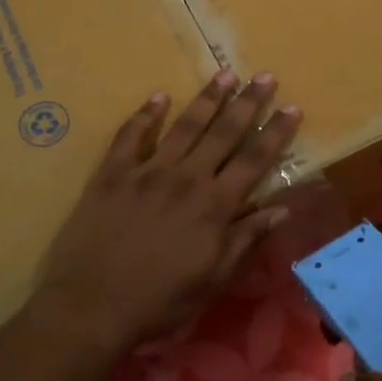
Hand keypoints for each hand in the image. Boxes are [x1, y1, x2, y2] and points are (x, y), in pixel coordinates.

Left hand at [28, 71, 300, 356]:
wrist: (89, 307)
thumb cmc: (159, 301)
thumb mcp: (213, 280)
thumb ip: (246, 239)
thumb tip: (281, 209)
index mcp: (214, 206)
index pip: (254, 160)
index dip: (275, 132)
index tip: (292, 107)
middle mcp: (186, 179)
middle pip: (224, 133)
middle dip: (248, 103)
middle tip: (265, 76)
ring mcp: (147, 172)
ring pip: (184, 126)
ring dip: (207, 99)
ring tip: (225, 74)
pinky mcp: (113, 174)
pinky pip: (131, 136)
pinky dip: (146, 115)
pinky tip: (158, 96)